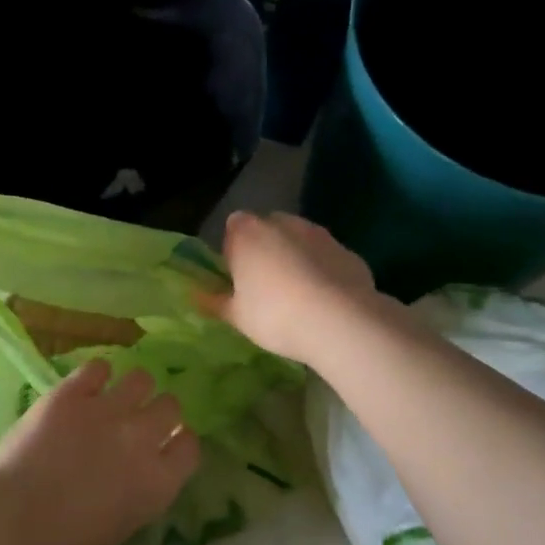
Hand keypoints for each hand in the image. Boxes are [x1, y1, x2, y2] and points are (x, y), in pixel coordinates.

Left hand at [0, 362, 199, 544]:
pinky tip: (85, 387)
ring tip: (113, 397)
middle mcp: (141, 439)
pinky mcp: (72, 393)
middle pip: (170, 406)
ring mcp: (107, 410)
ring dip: (132, 388)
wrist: (13, 523)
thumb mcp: (120, 526)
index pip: (190, 447)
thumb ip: (138, 491)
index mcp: (158, 483)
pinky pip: (98, 367)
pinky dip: (95, 375)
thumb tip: (133, 471)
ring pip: (141, 378)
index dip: (179, 441)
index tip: (166, 442)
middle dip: (158, 411)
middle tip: (136, 420)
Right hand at [197, 210, 381, 364]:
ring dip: (296, 257)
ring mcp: (319, 234)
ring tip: (299, 296)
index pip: (233, 227)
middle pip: (268, 229)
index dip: (234, 250)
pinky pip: (327, 257)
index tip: (238, 277)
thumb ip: (215, 302)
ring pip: (300, 240)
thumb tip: (196, 296)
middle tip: (266, 286)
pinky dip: (324, 271)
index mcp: (247, 233)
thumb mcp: (237, 316)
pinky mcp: (348, 251)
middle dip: (266, 249)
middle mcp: (282, 223)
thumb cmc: (275, 315)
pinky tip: (327, 301)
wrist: (341, 322)